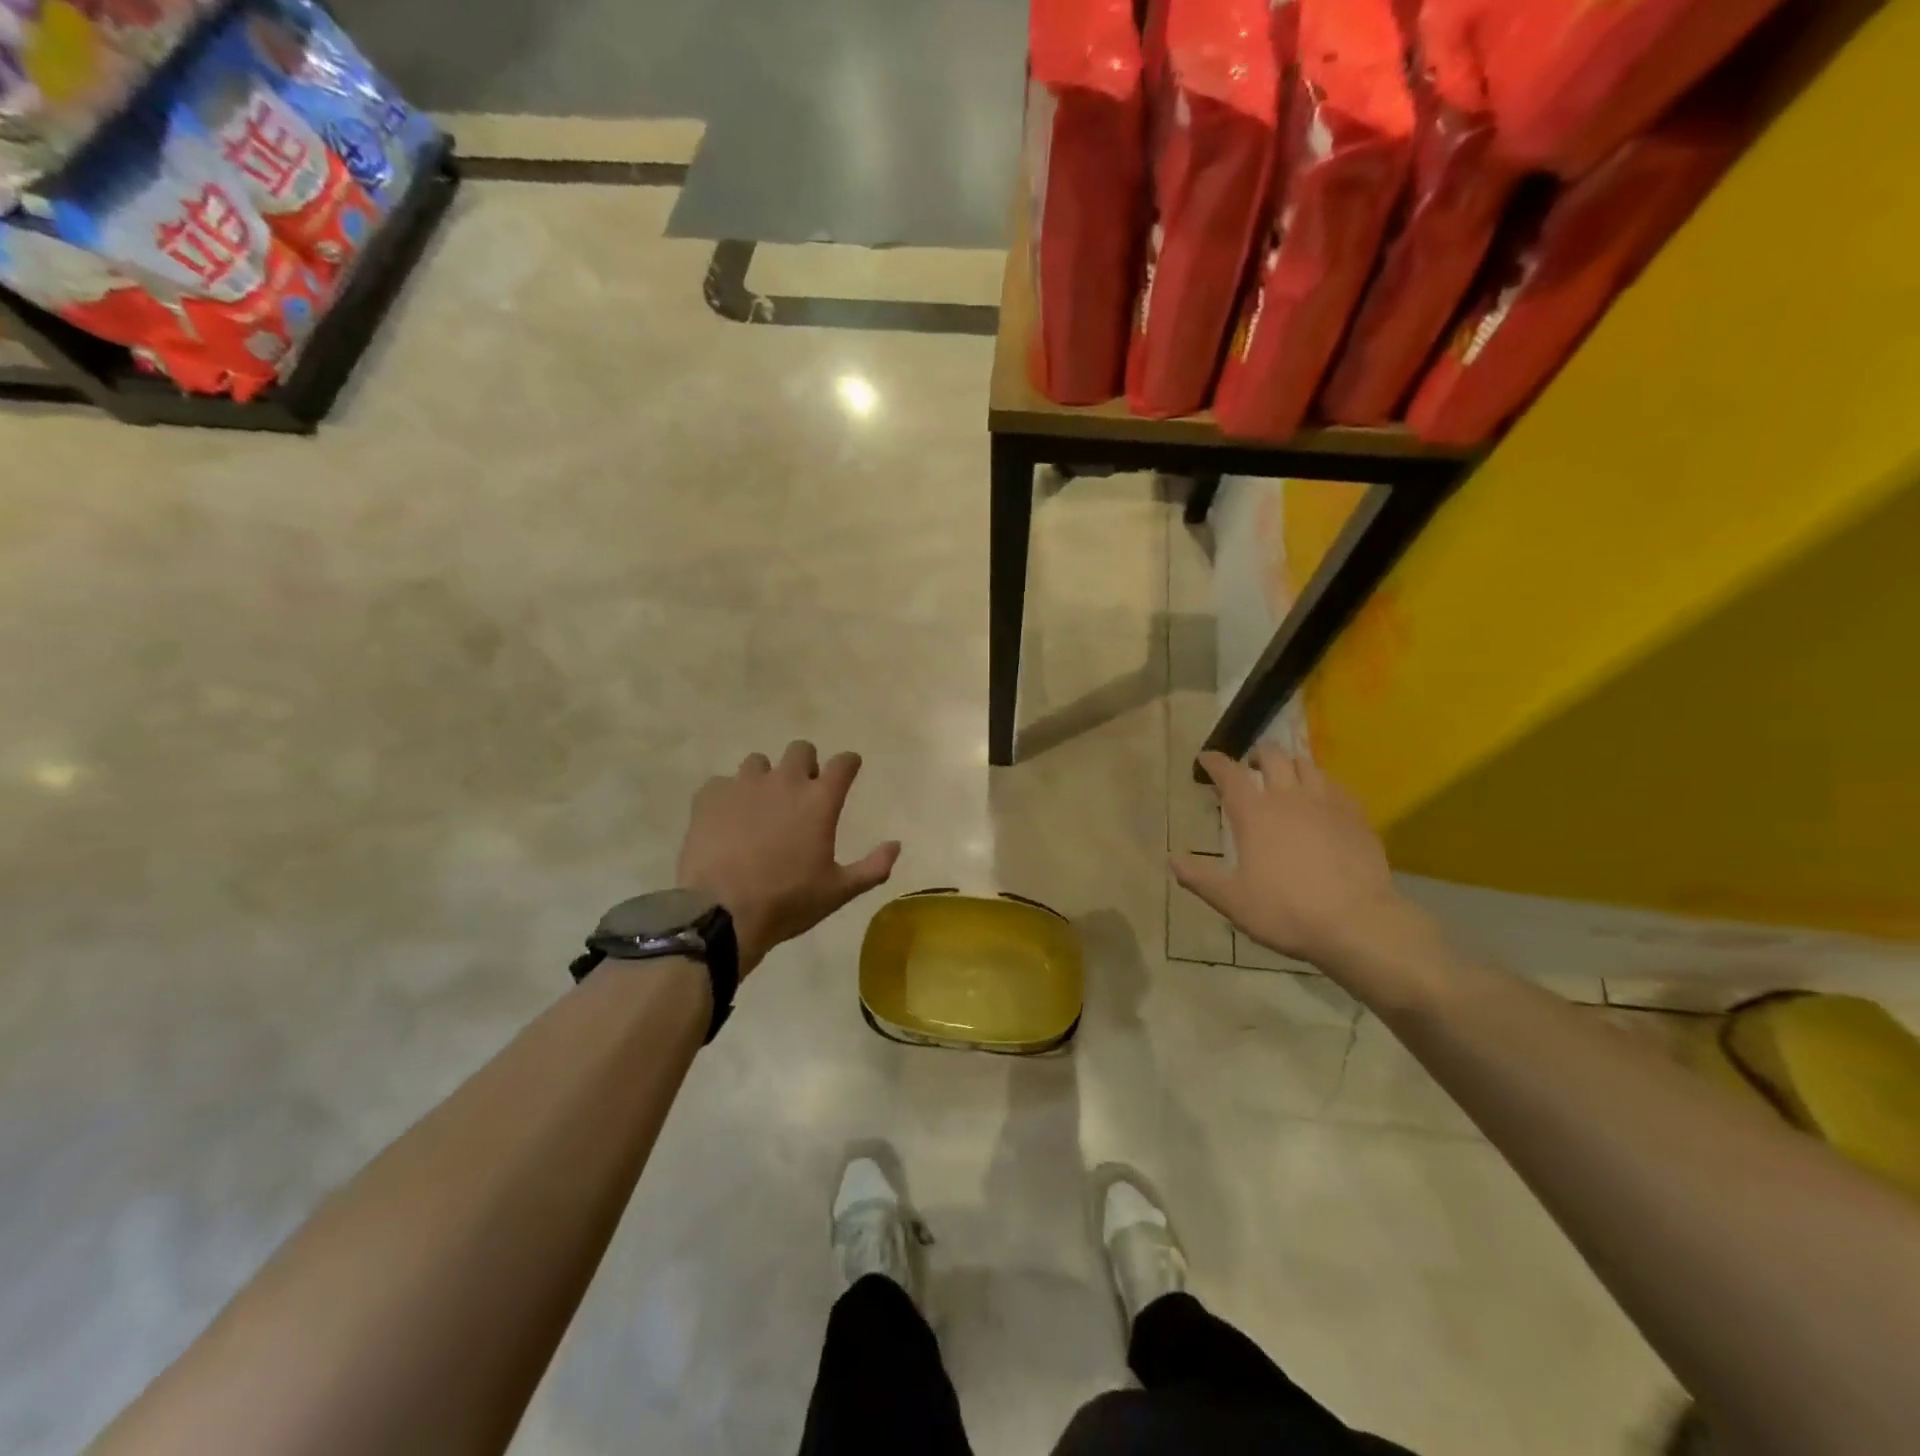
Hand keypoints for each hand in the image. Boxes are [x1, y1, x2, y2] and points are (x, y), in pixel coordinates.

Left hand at [677, 742, 900, 976]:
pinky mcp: (710, 796)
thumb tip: (896, 845)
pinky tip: (727, 820)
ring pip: (759, 762)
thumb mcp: (839, 891)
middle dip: (806, 764)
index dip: (849, 764)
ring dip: (765, 778)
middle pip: (801, 750)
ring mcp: (744, 785)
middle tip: (802, 791)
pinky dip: (728, 797)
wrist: (722, 912)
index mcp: (820, 800)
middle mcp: (785, 781)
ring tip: (760, 806)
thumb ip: (874, 867)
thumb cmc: (788, 901)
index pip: (844, 763)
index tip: (848, 769)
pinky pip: (722, 783)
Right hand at [1172, 747, 1411, 970]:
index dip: (1215, 762)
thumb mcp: (1232, 901)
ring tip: (1287, 774)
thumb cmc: (1286, 911)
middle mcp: (1289, 798)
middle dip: (1258, 754)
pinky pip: (1337, 786)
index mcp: (1255, 814)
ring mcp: (1327, 804)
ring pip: (1308, 765)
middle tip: (1252, 764)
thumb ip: (1200, 878)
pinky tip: (1323, 798)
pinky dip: (1323, 784)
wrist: (1357, 924)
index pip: (1230, 774)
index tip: (1207, 758)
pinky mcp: (1356, 817)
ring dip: (1292, 763)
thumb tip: (1173, 861)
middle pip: (1273, 757)